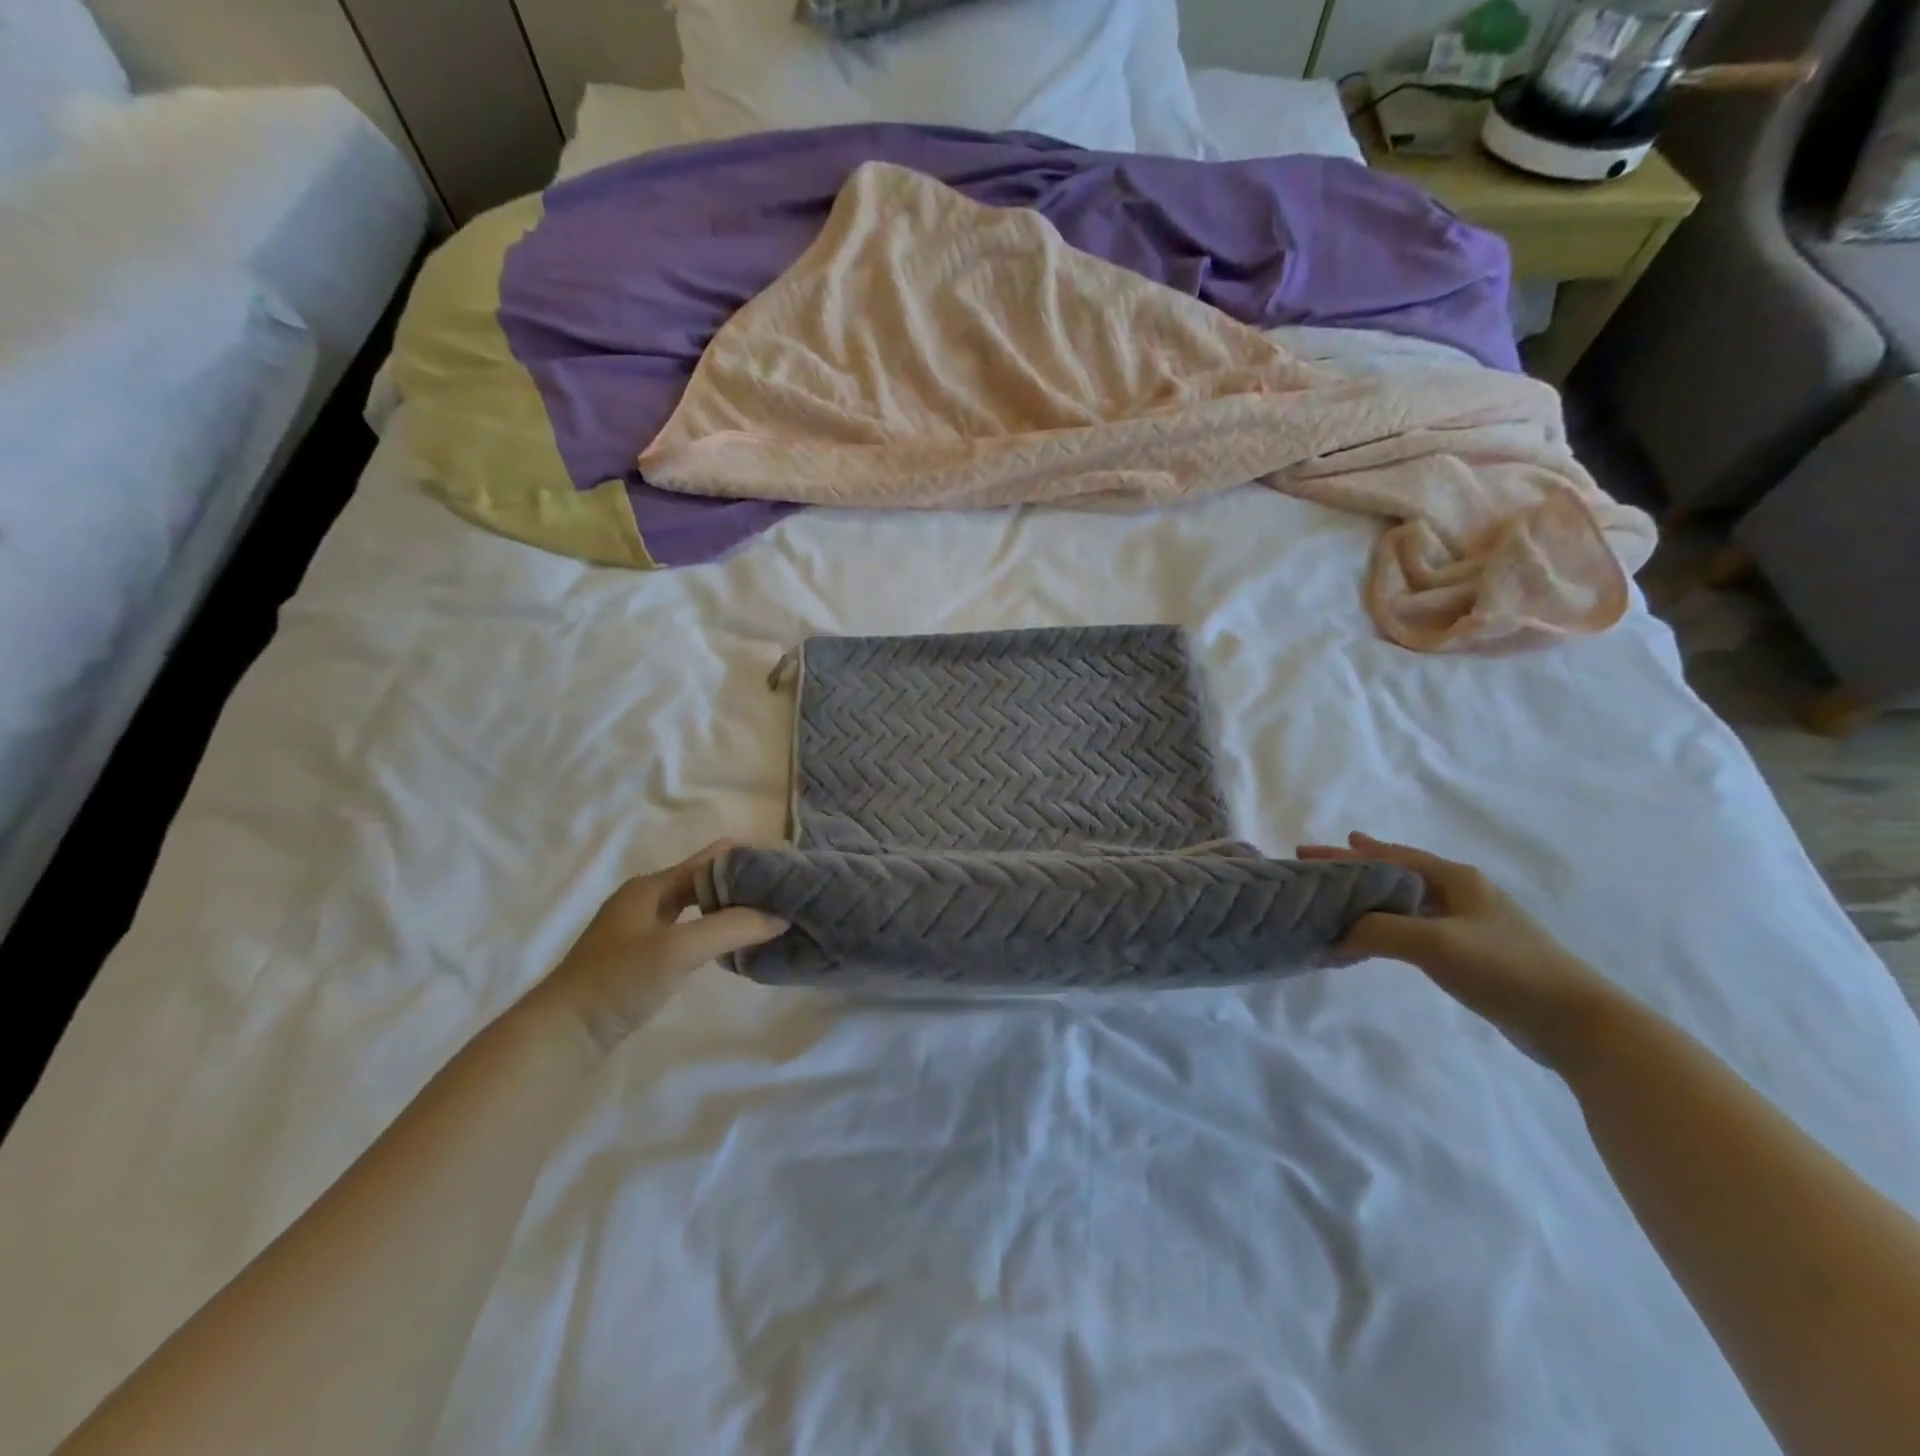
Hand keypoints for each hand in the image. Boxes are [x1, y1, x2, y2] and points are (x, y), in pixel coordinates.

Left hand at [533, 844, 787, 1056]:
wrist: (562, 1035)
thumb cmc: (619, 981)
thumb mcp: (679, 948)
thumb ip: (732, 927)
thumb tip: (781, 915)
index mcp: (652, 885)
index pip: (712, 859)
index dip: (749, 860)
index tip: (788, 869)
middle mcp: (647, 899)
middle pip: (706, 881)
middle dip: (744, 883)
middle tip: (785, 894)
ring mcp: (642, 929)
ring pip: (698, 906)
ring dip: (731, 907)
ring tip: (770, 914)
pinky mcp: (642, 956)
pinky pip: (689, 930)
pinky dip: (715, 929)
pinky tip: (734, 943)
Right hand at [1298, 832, 1616, 1064]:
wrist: (1577, 1023)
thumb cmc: (1505, 968)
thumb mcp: (1434, 943)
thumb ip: (1378, 932)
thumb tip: (1333, 936)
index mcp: (1456, 879)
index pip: (1391, 856)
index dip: (1351, 853)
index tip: (1312, 851)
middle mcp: (1462, 894)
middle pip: (1394, 875)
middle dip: (1354, 872)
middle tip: (1316, 870)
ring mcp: (1470, 925)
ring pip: (1404, 904)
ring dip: (1368, 901)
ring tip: (1337, 902)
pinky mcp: (1473, 956)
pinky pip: (1415, 930)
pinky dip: (1385, 928)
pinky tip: (1371, 940)